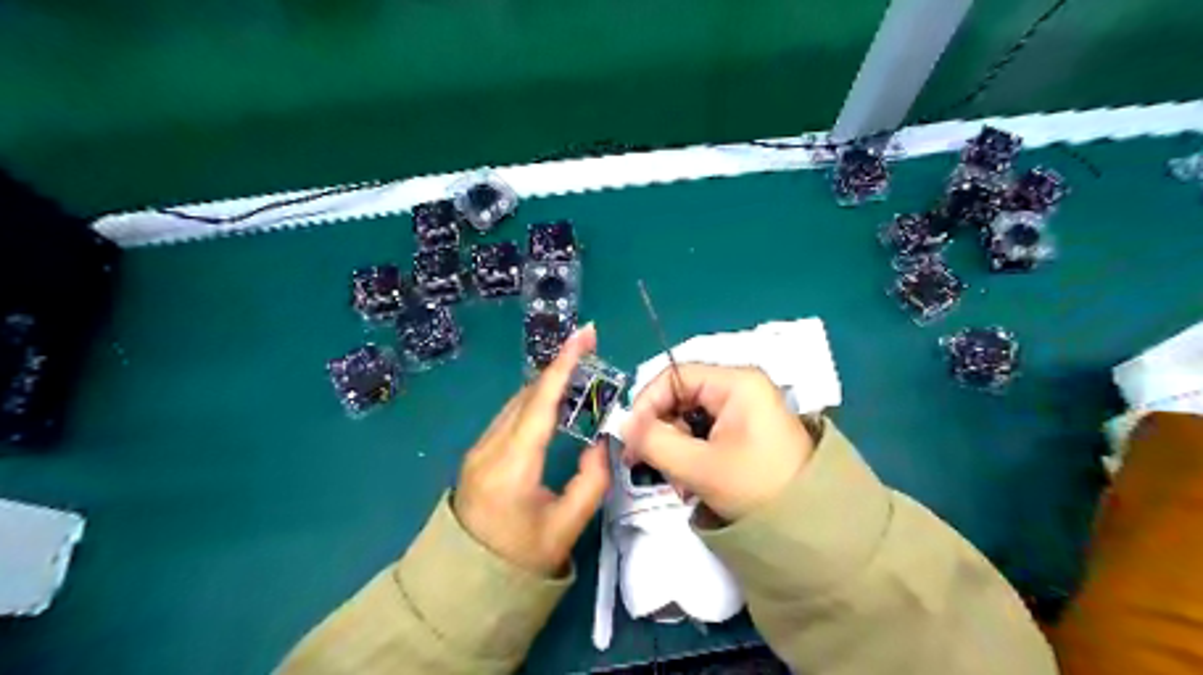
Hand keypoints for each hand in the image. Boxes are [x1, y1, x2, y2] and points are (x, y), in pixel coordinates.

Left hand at [454, 324, 612, 577]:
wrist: (466, 586)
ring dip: (546, 384)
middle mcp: (490, 447)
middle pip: (527, 395)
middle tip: (589, 350)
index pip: (541, 402)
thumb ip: (591, 481)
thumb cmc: (520, 560)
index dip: (564, 364)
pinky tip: (551, 403)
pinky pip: (509, 417)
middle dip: (558, 368)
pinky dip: (533, 402)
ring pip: (516, 404)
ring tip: (577, 372)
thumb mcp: (566, 527)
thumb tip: (598, 444)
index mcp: (512, 464)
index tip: (583, 334)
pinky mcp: (477, 455)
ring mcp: (478, 450)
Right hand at [624, 364, 811, 522]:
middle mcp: (740, 387)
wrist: (812, 527)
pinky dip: (691, 455)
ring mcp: (743, 409)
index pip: (674, 376)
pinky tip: (691, 482)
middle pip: (680, 397)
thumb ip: (655, 441)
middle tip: (644, 464)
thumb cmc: (756, 487)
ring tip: (677, 482)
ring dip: (674, 448)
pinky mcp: (744, 431)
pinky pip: (704, 433)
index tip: (630, 437)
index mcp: (736, 382)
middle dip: (661, 431)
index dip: (647, 403)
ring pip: (689, 418)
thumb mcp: (699, 466)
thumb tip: (623, 424)